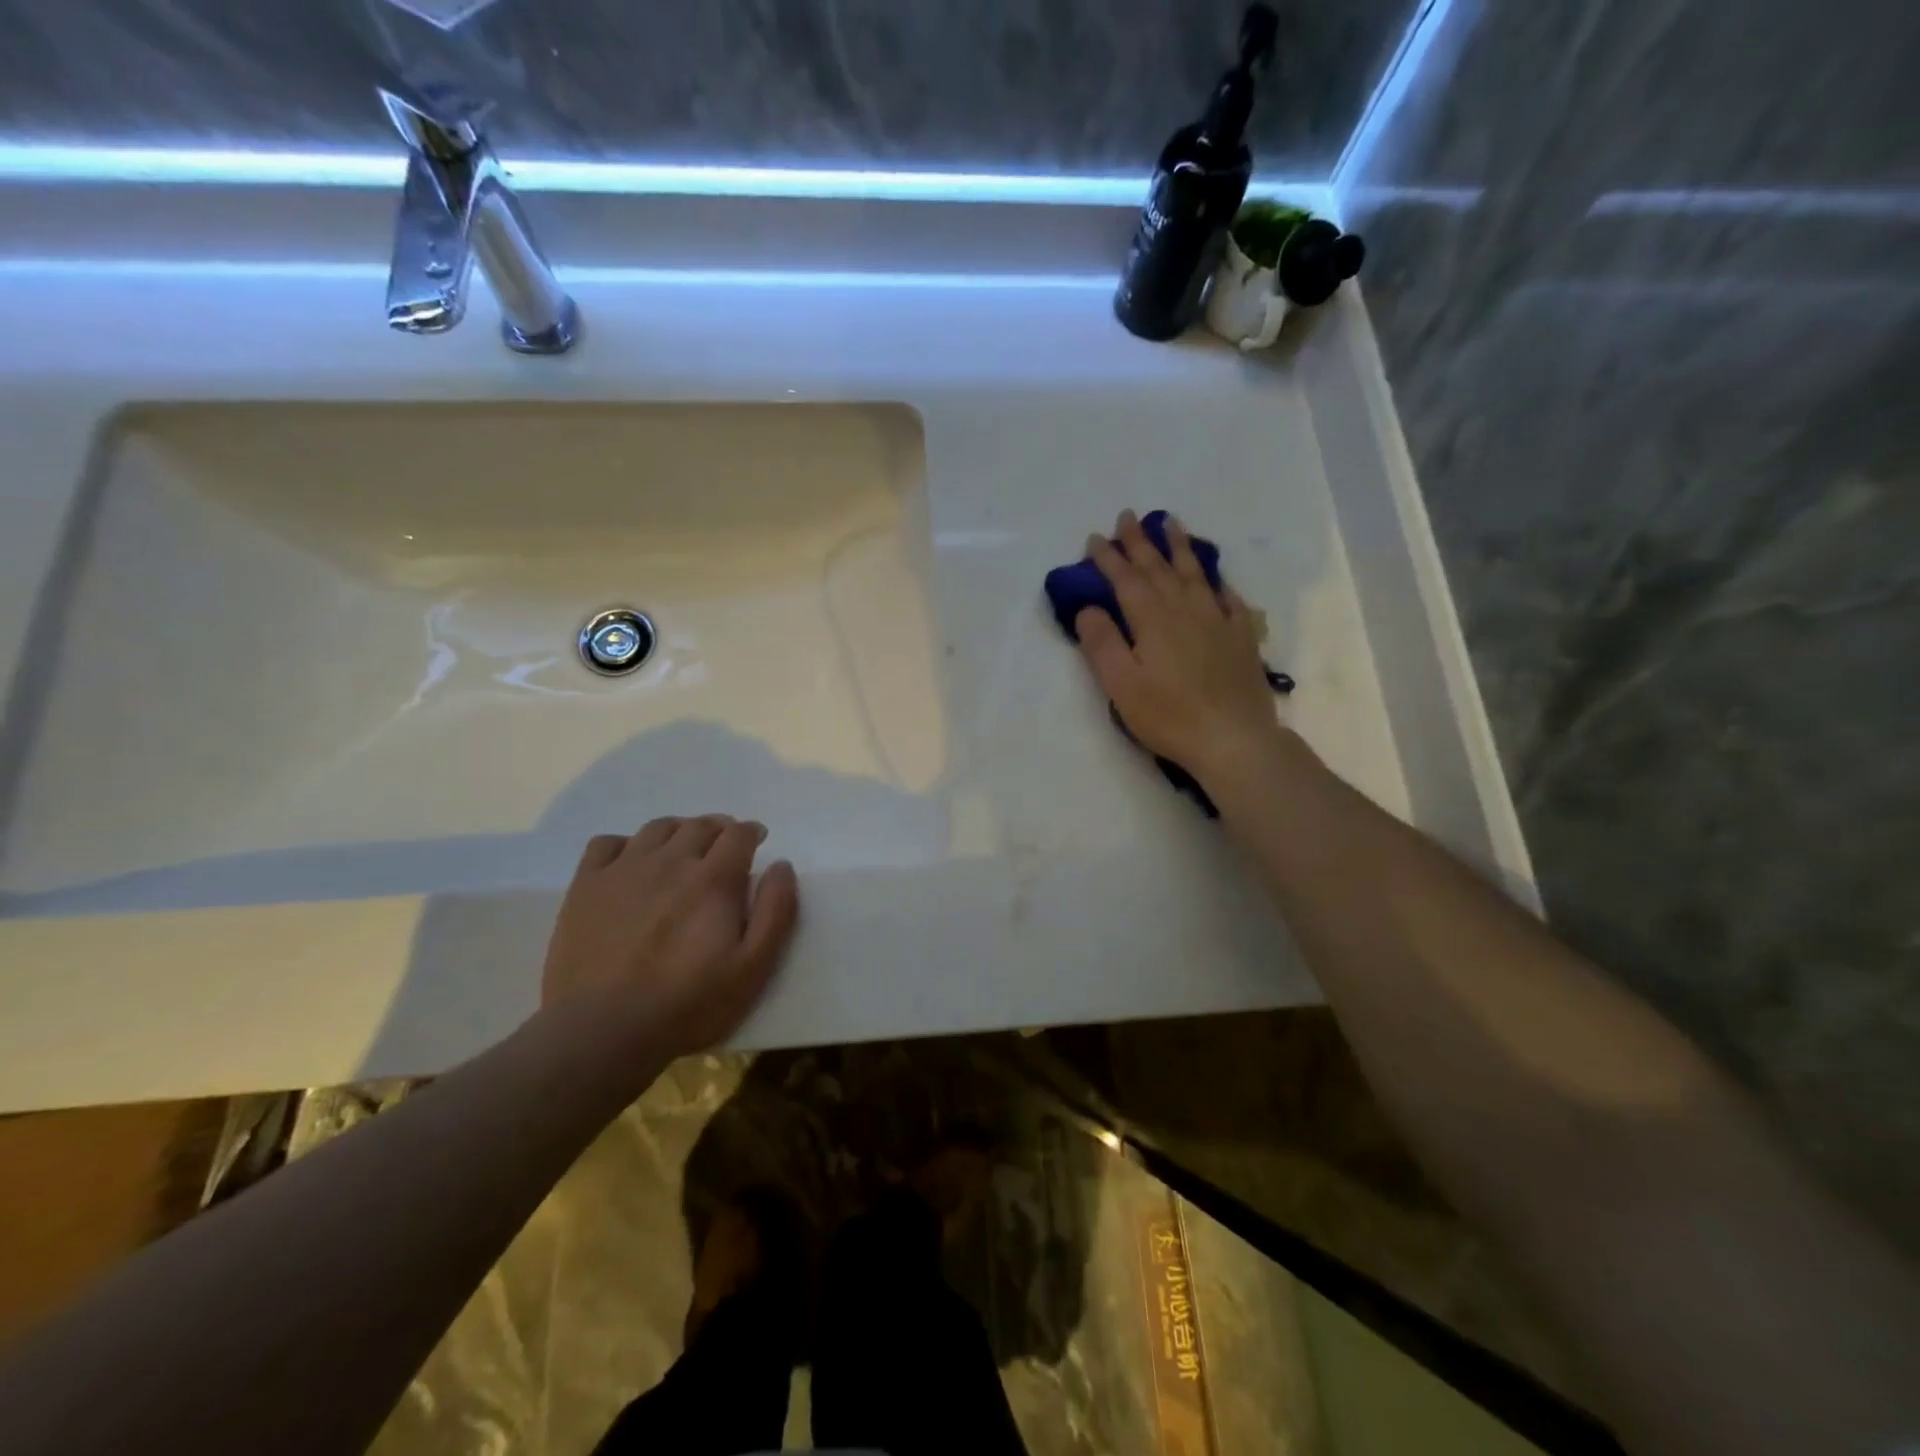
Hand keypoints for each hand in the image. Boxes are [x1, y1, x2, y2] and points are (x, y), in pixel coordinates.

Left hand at [540, 816, 799, 1065]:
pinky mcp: (586, 886)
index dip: (751, 833)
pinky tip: (631, 864)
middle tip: (724, 847)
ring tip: (683, 849)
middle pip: (700, 825)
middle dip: (719, 829)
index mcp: (713, 879)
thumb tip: (782, 865)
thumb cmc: (688, 1004)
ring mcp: (623, 870)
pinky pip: (606, 843)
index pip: (738, 834)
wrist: (603, 1031)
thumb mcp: (753, 968)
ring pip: (657, 828)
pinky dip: (626, 844)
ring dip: (679, 831)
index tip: (756, 842)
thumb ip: (775, 911)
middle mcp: (670, 862)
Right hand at [1075, 510, 1283, 782]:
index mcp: (1152, 619)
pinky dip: (1217, 584)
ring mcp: (1217, 620)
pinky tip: (1215, 580)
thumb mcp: (1121, 684)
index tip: (1094, 538)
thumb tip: (1088, 608)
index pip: (1125, 579)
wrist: (1233, 739)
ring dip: (1179, 547)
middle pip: (1159, 568)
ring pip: (1195, 574)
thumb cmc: (1168, 715)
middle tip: (1127, 517)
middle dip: (1140, 541)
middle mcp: (1185, 609)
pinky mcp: (1241, 638)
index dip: (1108, 558)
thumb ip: (1102, 643)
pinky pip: (1228, 599)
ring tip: (1171, 524)